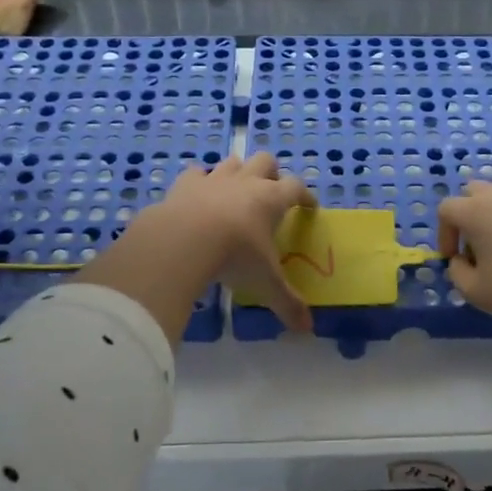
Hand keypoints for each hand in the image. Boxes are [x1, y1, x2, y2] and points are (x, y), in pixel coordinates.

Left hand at [86, 152, 315, 339]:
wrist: (183, 240)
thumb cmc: (235, 255)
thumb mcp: (265, 282)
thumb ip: (287, 303)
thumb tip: (307, 329)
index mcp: (271, 199)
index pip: (297, 188)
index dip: (305, 195)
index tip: (308, 206)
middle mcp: (246, 182)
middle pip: (266, 161)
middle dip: (271, 172)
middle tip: (271, 192)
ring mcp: (214, 179)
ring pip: (232, 161)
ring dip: (238, 171)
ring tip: (236, 190)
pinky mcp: (184, 184)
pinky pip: (195, 173)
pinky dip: (199, 180)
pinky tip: (199, 193)